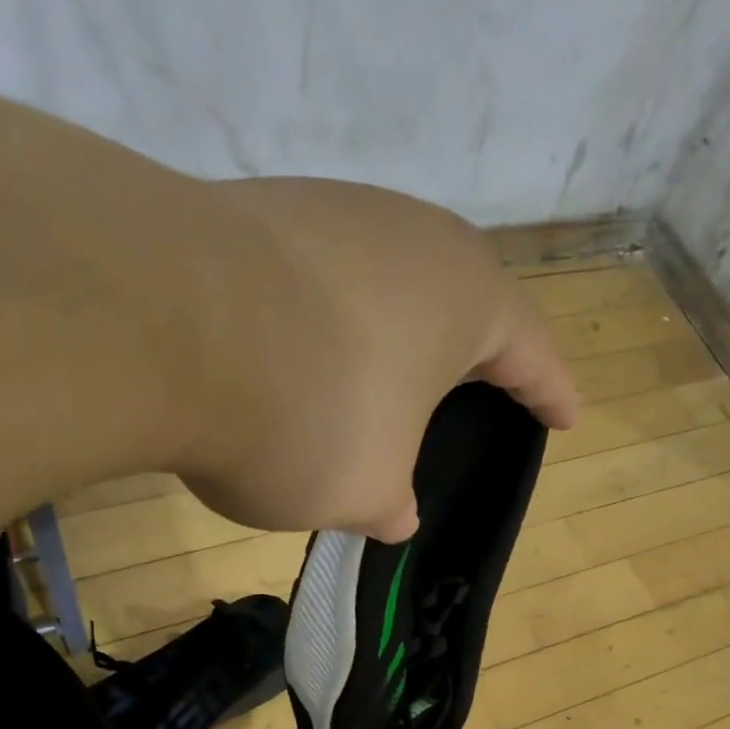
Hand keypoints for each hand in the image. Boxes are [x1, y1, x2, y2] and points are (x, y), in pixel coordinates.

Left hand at [181, 177, 578, 541]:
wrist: (163, 328)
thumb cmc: (310, 416)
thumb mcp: (365, 489)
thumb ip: (392, 505)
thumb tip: (394, 514)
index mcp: (465, 295)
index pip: (529, 352)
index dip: (549, 394)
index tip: (566, 418)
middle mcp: (408, 234)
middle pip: (458, 305)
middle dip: (467, 359)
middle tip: (475, 396)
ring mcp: (330, 214)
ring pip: (383, 289)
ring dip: (386, 343)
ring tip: (376, 390)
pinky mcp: (259, 216)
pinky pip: (317, 286)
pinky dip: (322, 331)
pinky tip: (298, 362)